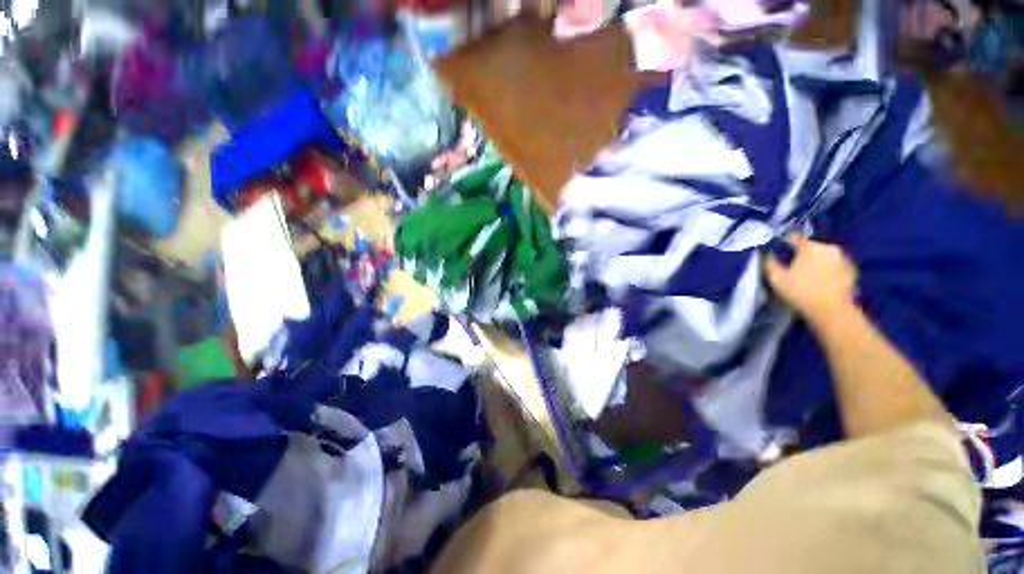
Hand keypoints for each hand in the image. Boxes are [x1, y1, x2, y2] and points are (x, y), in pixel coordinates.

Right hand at [764, 234, 857, 323]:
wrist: (832, 311)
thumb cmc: (800, 292)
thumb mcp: (776, 278)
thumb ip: (770, 263)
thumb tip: (767, 254)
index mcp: (809, 247)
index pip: (794, 237)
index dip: (784, 241)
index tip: (778, 247)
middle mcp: (829, 248)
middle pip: (811, 246)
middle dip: (802, 253)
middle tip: (793, 263)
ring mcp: (843, 258)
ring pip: (824, 255)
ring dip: (816, 260)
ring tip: (807, 272)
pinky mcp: (852, 270)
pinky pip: (835, 264)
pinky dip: (827, 268)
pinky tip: (821, 279)